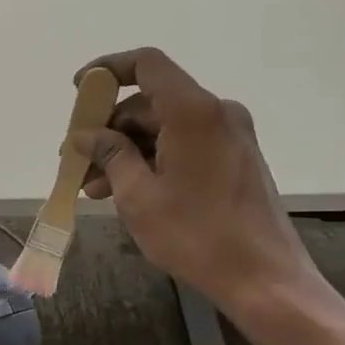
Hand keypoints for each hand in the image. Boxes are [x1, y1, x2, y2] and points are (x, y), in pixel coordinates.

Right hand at [74, 48, 336, 331]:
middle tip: (79, 161)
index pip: (146, 64)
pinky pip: (184, 144)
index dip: (108, 69)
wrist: (265, 280)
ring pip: (164, 127)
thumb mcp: (138, 196)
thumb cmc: (196, 235)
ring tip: (95, 187)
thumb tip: (86, 136)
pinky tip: (127, 191)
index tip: (79, 90)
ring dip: (127, 150)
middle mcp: (216, 112)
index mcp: (193, 111)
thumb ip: (110, 155)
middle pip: (150, 101)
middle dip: (110, 129)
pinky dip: (153, 159)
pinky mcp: (236, 158)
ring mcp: (230, 135)